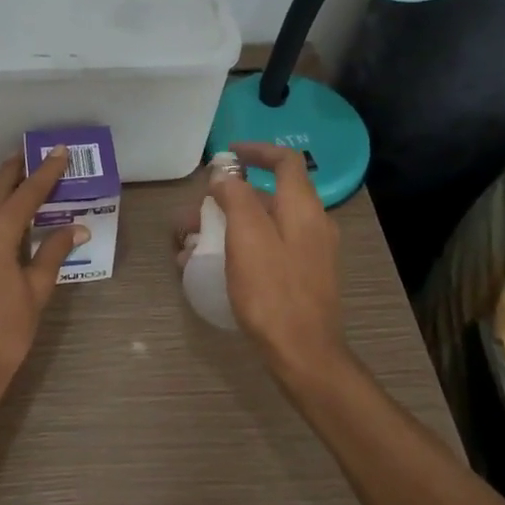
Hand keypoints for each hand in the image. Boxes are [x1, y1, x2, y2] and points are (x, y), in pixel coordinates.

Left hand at [0, 149, 87, 413]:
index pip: (25, 194)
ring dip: (4, 191)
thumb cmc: (2, 337)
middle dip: (18, 171)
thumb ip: (53, 253)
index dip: (45, 173)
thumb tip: (77, 226)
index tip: (59, 151)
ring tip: (27, 178)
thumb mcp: (35, 293)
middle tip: (38, 153)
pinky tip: (6, 212)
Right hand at [177, 143, 348, 383]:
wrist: (304, 354)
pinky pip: (268, 248)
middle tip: (194, 213)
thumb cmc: (272, 291)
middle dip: (229, 198)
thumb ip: (236, 198)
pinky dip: (241, 247)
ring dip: (229, 225)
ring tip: (192, 245)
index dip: (256, 150)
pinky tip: (213, 268)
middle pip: (269, 195)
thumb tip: (225, 176)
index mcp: (303, 208)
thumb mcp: (247, 237)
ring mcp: (310, 252)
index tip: (227, 154)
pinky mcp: (303, 276)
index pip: (285, 161)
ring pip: (265, 225)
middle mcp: (313, 224)